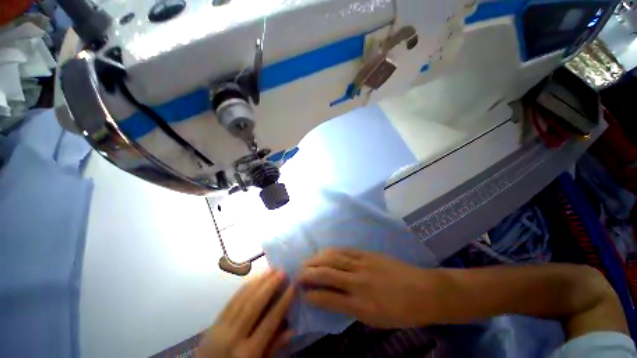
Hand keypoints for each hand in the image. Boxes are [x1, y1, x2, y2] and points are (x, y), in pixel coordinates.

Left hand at [197, 270, 294, 357]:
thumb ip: (273, 348)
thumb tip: (292, 329)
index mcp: (248, 353)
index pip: (269, 322)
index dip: (283, 302)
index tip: (293, 286)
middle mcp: (234, 337)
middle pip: (254, 305)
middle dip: (270, 286)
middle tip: (282, 272)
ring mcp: (221, 328)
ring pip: (242, 299)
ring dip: (258, 282)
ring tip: (271, 270)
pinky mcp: (213, 323)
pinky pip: (231, 301)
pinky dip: (244, 288)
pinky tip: (254, 279)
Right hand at [298, 248, 440, 327]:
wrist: (423, 291)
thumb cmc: (400, 311)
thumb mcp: (374, 319)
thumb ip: (350, 308)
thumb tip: (330, 299)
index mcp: (361, 304)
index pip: (328, 298)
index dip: (311, 295)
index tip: (301, 293)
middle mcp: (358, 282)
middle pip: (326, 273)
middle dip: (308, 273)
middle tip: (298, 274)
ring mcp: (362, 264)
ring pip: (332, 258)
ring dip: (316, 259)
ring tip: (306, 262)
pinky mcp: (367, 253)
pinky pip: (344, 250)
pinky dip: (330, 251)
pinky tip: (323, 252)